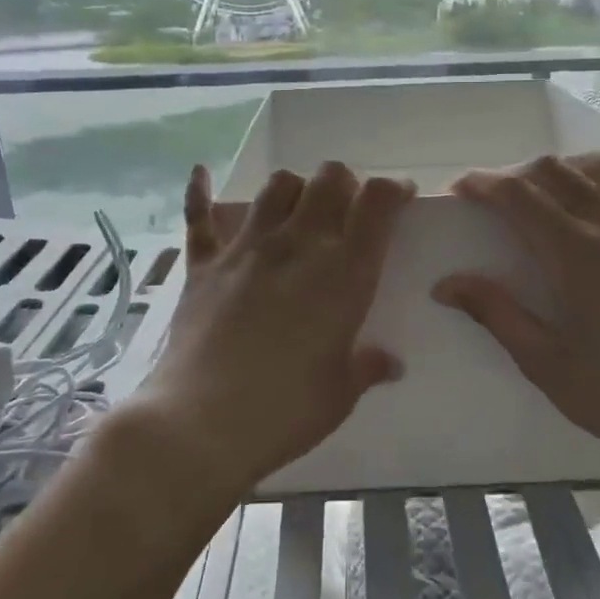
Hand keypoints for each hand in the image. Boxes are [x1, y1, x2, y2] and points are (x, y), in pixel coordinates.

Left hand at [124, 162, 412, 502]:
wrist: (200, 425)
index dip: (393, 189)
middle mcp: (298, 245)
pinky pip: (199, 216)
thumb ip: (367, 368)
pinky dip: (200, 192)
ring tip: (299, 212)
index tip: (400, 198)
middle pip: (329, 178)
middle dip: (345, 184)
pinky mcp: (204, 264)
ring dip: (296, 189)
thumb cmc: (284, 411)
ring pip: (277, 185)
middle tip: (347, 212)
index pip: (377, 202)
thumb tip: (390, 364)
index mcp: (343, 273)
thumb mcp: (340, 394)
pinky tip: (201, 173)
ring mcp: (246, 249)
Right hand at [433, 153, 599, 477]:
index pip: (519, 194)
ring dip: (573, 169)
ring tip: (553, 195)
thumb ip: (495, 312)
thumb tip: (445, 284)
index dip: (482, 183)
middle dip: (516, 175)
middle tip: (494, 203)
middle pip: (557, 171)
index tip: (458, 192)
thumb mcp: (542, 361)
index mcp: (577, 254)